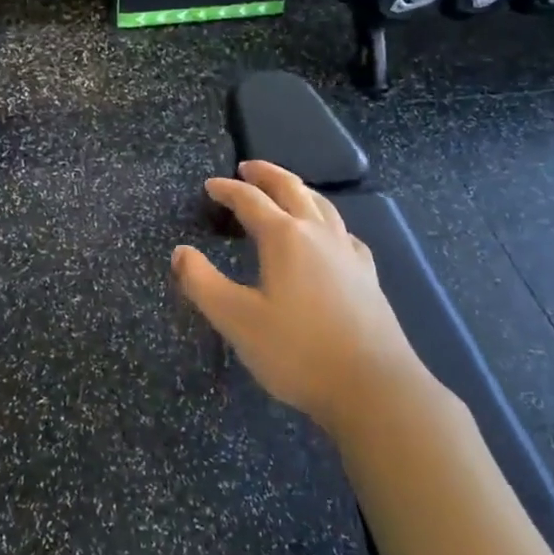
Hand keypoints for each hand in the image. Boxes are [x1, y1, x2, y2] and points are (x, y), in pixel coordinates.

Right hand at [172, 161, 426, 438]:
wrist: (373, 387)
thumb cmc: (297, 351)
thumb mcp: (236, 320)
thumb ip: (202, 283)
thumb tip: (180, 252)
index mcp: (285, 237)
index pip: (250, 200)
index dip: (227, 190)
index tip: (210, 185)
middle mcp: (318, 234)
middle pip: (291, 188)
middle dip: (266, 174)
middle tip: (247, 167)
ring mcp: (348, 252)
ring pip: (322, 205)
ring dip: (298, 189)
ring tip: (285, 188)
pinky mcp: (367, 275)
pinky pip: (343, 232)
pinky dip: (327, 220)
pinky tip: (329, 235)